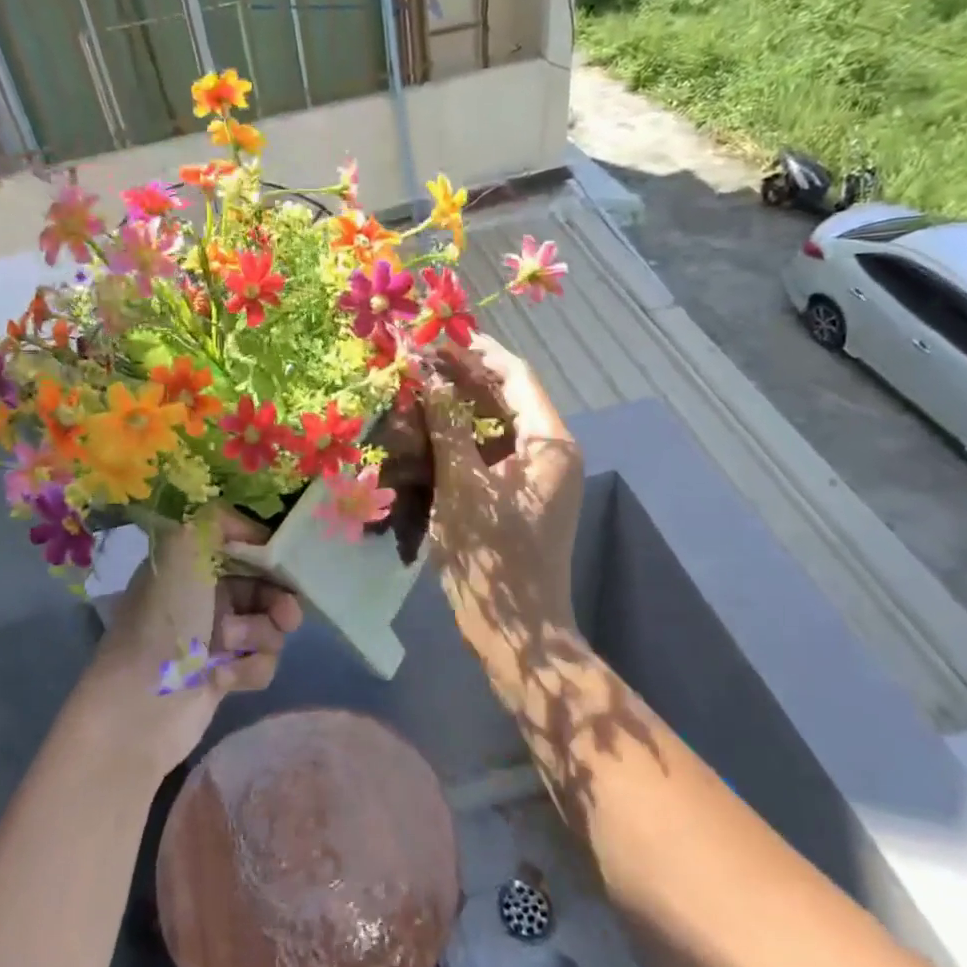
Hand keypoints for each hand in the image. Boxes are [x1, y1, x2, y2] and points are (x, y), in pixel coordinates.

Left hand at [76, 509, 300, 782]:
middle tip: (286, 615)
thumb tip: (252, 530)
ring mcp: (215, 636)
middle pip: (264, 586)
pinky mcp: (224, 674)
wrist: (141, 704)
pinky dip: (250, 669)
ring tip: (232, 648)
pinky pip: (261, 662)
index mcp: (190, 561)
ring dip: (259, 636)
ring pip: (269, 626)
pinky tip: (225, 679)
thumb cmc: (165, 619)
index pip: (242, 544)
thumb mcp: (182, 547)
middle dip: (278, 600)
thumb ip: (218, 519)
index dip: (267, 553)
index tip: (285, 563)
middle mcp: (203, 594)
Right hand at [424, 334, 583, 645]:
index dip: (477, 350)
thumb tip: (430, 377)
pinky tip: (426, 430)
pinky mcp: (518, 496)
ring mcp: (535, 476)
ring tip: (417, 387)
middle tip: (417, 359)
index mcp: (550, 441)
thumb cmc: (493, 555)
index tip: (437, 334)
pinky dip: (461, 438)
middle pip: (506, 397)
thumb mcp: (462, 485)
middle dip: (463, 377)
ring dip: (458, 406)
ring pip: (495, 425)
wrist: (518, 632)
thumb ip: (446, 426)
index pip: (516, 375)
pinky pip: (490, 453)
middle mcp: (550, 451)